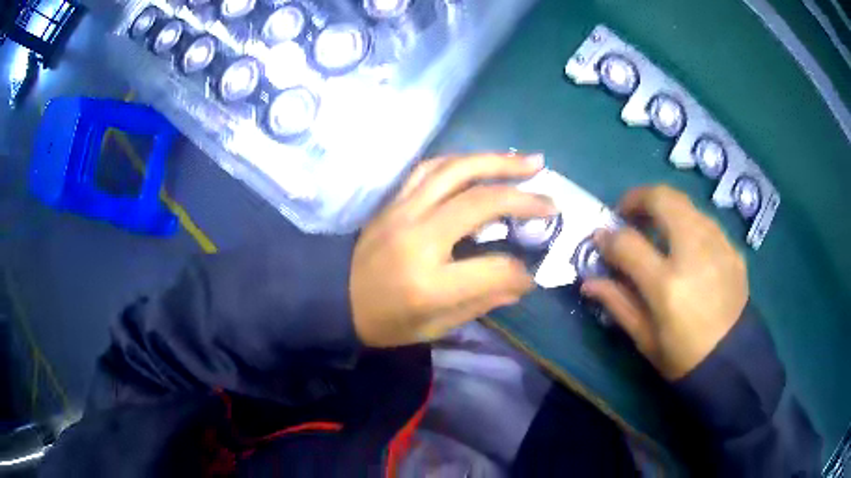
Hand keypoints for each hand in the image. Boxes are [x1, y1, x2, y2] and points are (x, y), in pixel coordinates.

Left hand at [350, 154, 554, 346]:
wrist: (332, 296)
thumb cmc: (383, 321)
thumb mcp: (434, 327)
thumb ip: (481, 301)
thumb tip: (520, 281)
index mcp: (429, 283)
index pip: (494, 268)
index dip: (519, 273)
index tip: (529, 275)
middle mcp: (418, 237)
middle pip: (481, 202)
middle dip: (523, 200)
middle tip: (551, 199)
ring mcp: (403, 211)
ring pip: (456, 170)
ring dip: (497, 161)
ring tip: (530, 162)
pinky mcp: (393, 200)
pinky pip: (430, 168)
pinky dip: (462, 161)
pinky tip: (483, 162)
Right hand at [581, 185, 747, 379]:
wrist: (733, 361)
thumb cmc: (683, 358)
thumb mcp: (645, 339)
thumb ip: (617, 303)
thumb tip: (588, 281)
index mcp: (667, 284)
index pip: (627, 243)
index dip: (608, 237)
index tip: (600, 239)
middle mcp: (694, 254)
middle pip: (662, 199)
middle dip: (637, 198)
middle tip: (627, 215)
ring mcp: (718, 246)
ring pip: (685, 204)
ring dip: (663, 208)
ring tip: (655, 228)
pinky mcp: (732, 249)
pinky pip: (705, 222)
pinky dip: (687, 224)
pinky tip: (685, 247)